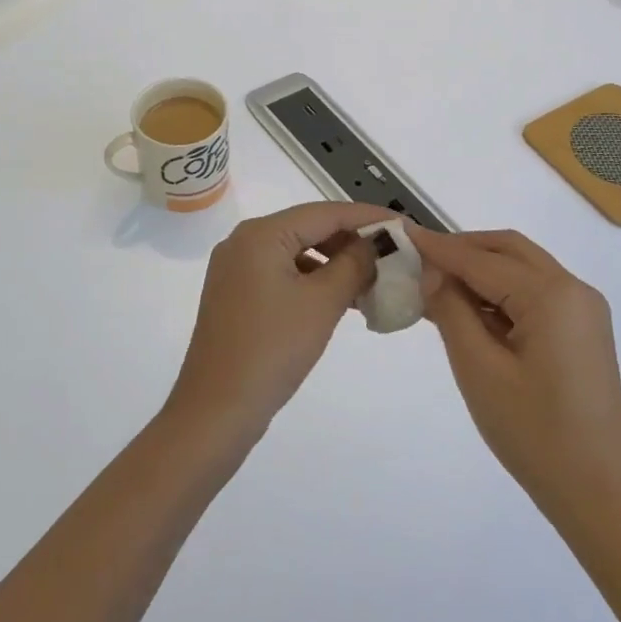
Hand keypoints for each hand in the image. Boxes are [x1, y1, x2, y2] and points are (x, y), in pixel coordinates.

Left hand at [167, 201, 397, 443]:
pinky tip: (342, 299)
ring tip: (374, 279)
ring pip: (298, 252)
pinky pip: (283, 273)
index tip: (404, 226)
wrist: (217, 410)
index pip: (325, 212)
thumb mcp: (322, 302)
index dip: (367, 217)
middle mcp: (244, 241)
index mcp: (261, 234)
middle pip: (309, 228)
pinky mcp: (237, 294)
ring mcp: (237, 269)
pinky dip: (314, 280)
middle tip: (393, 254)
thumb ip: (355, 264)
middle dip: (352, 241)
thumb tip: (377, 242)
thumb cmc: (272, 349)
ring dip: (335, 262)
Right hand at [410, 227, 620, 525]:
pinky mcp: (583, 330)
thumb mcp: (479, 370)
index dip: (439, 248)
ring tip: (437, 286)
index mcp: (552, 295)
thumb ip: (452, 311)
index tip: (402, 234)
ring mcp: (584, 310)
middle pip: (509, 251)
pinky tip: (471, 311)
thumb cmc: (533, 433)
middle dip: (463, 249)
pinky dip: (502, 292)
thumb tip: (432, 272)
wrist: (598, 491)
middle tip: (420, 259)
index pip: (483, 260)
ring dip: (481, 270)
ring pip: (523, 269)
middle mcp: (574, 289)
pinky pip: (536, 293)